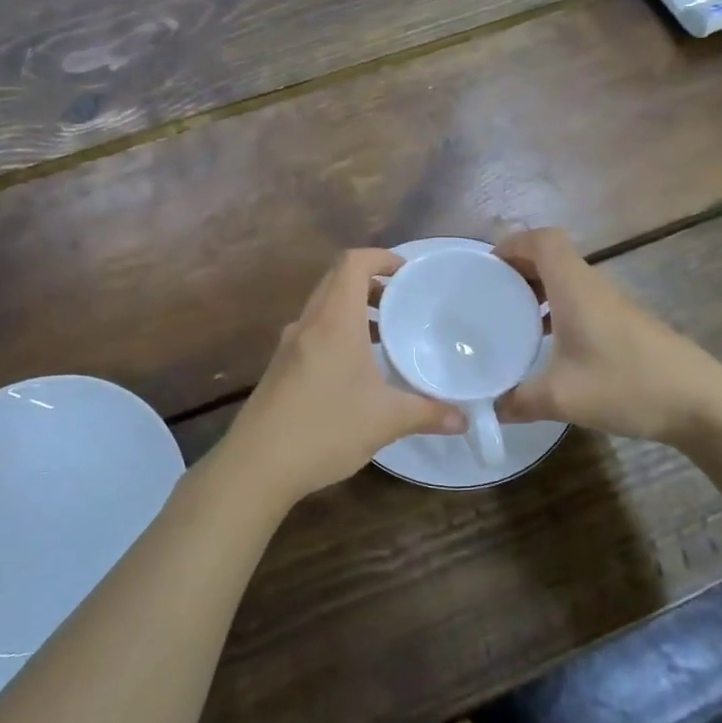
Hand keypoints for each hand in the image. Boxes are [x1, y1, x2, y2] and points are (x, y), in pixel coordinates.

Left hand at [215, 249, 465, 506]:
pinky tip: (357, 369)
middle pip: (337, 280)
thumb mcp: (386, 421)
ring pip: (323, 308)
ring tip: (386, 335)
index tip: (407, 273)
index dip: (381, 258)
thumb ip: (429, 413)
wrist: (257, 464)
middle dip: (371, 283)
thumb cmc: (325, 428)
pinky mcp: (280, 367)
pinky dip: (338, 333)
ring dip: (353, 310)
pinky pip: (313, 332)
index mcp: (334, 321)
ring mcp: (289, 345)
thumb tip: (465, 420)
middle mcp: (309, 323)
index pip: (352, 263)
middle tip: (403, 302)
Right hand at [495, 229, 721, 445]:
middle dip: (519, 267)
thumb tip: (489, 408)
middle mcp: (594, 287)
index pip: (543, 240)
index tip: (487, 266)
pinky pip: (582, 302)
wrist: (702, 403)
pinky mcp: (627, 325)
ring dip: (539, 290)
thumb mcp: (562, 398)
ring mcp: (614, 305)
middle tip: (490, 294)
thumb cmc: (628, 385)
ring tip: (512, 319)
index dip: (513, 243)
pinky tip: (550, 346)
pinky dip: (558, 310)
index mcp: (575, 288)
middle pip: (553, 256)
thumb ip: (518, 401)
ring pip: (569, 280)